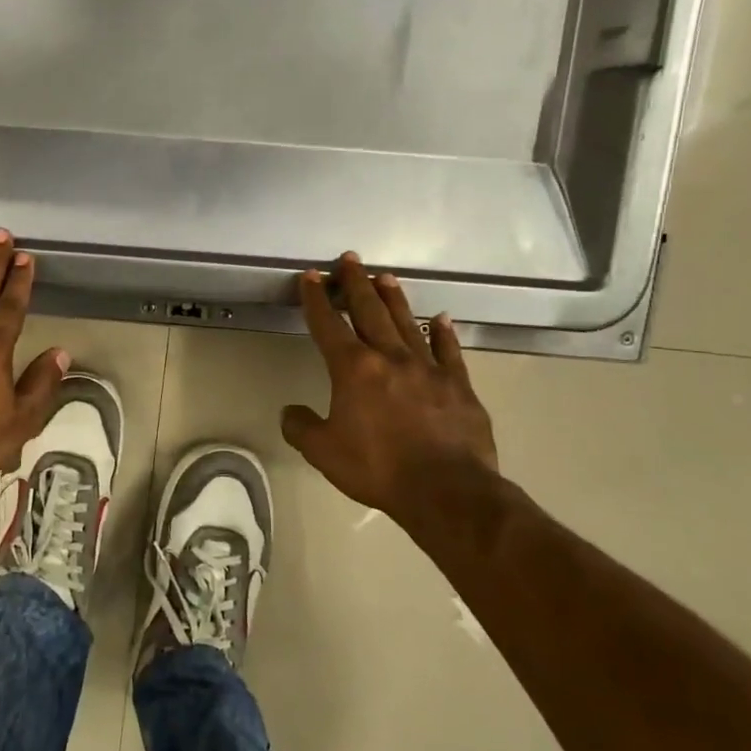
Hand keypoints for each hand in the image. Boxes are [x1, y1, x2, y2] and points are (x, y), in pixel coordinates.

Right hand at [281, 254, 498, 517]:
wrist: (447, 490)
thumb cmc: (377, 467)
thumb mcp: (323, 451)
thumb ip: (301, 427)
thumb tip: (291, 412)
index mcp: (353, 369)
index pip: (328, 324)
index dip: (316, 299)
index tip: (311, 276)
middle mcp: (390, 357)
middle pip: (369, 311)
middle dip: (356, 284)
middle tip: (351, 259)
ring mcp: (428, 368)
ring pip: (407, 322)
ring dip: (393, 298)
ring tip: (385, 276)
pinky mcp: (459, 385)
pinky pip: (449, 351)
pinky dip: (443, 332)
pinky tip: (442, 318)